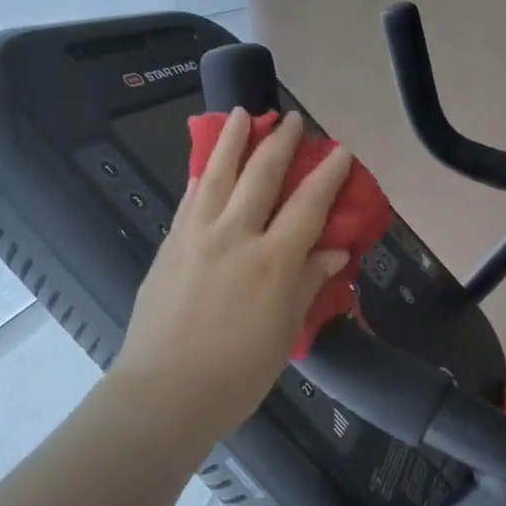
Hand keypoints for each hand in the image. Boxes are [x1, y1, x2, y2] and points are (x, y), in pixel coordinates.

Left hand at [109, 109, 353, 443]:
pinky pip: (189, 198)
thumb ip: (308, 283)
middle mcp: (236, 236)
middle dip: (280, 143)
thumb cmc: (237, 373)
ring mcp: (197, 236)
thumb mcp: (283, 331)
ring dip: (233, 141)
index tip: (340, 150)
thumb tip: (334, 251)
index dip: (328, 174)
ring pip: (217, 174)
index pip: (308, 205)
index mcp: (273, 261)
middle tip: (291, 119)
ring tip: (242, 114)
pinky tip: (205, 164)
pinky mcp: (170, 245)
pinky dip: (201, 174)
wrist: (165, 392)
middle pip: (261, 176)